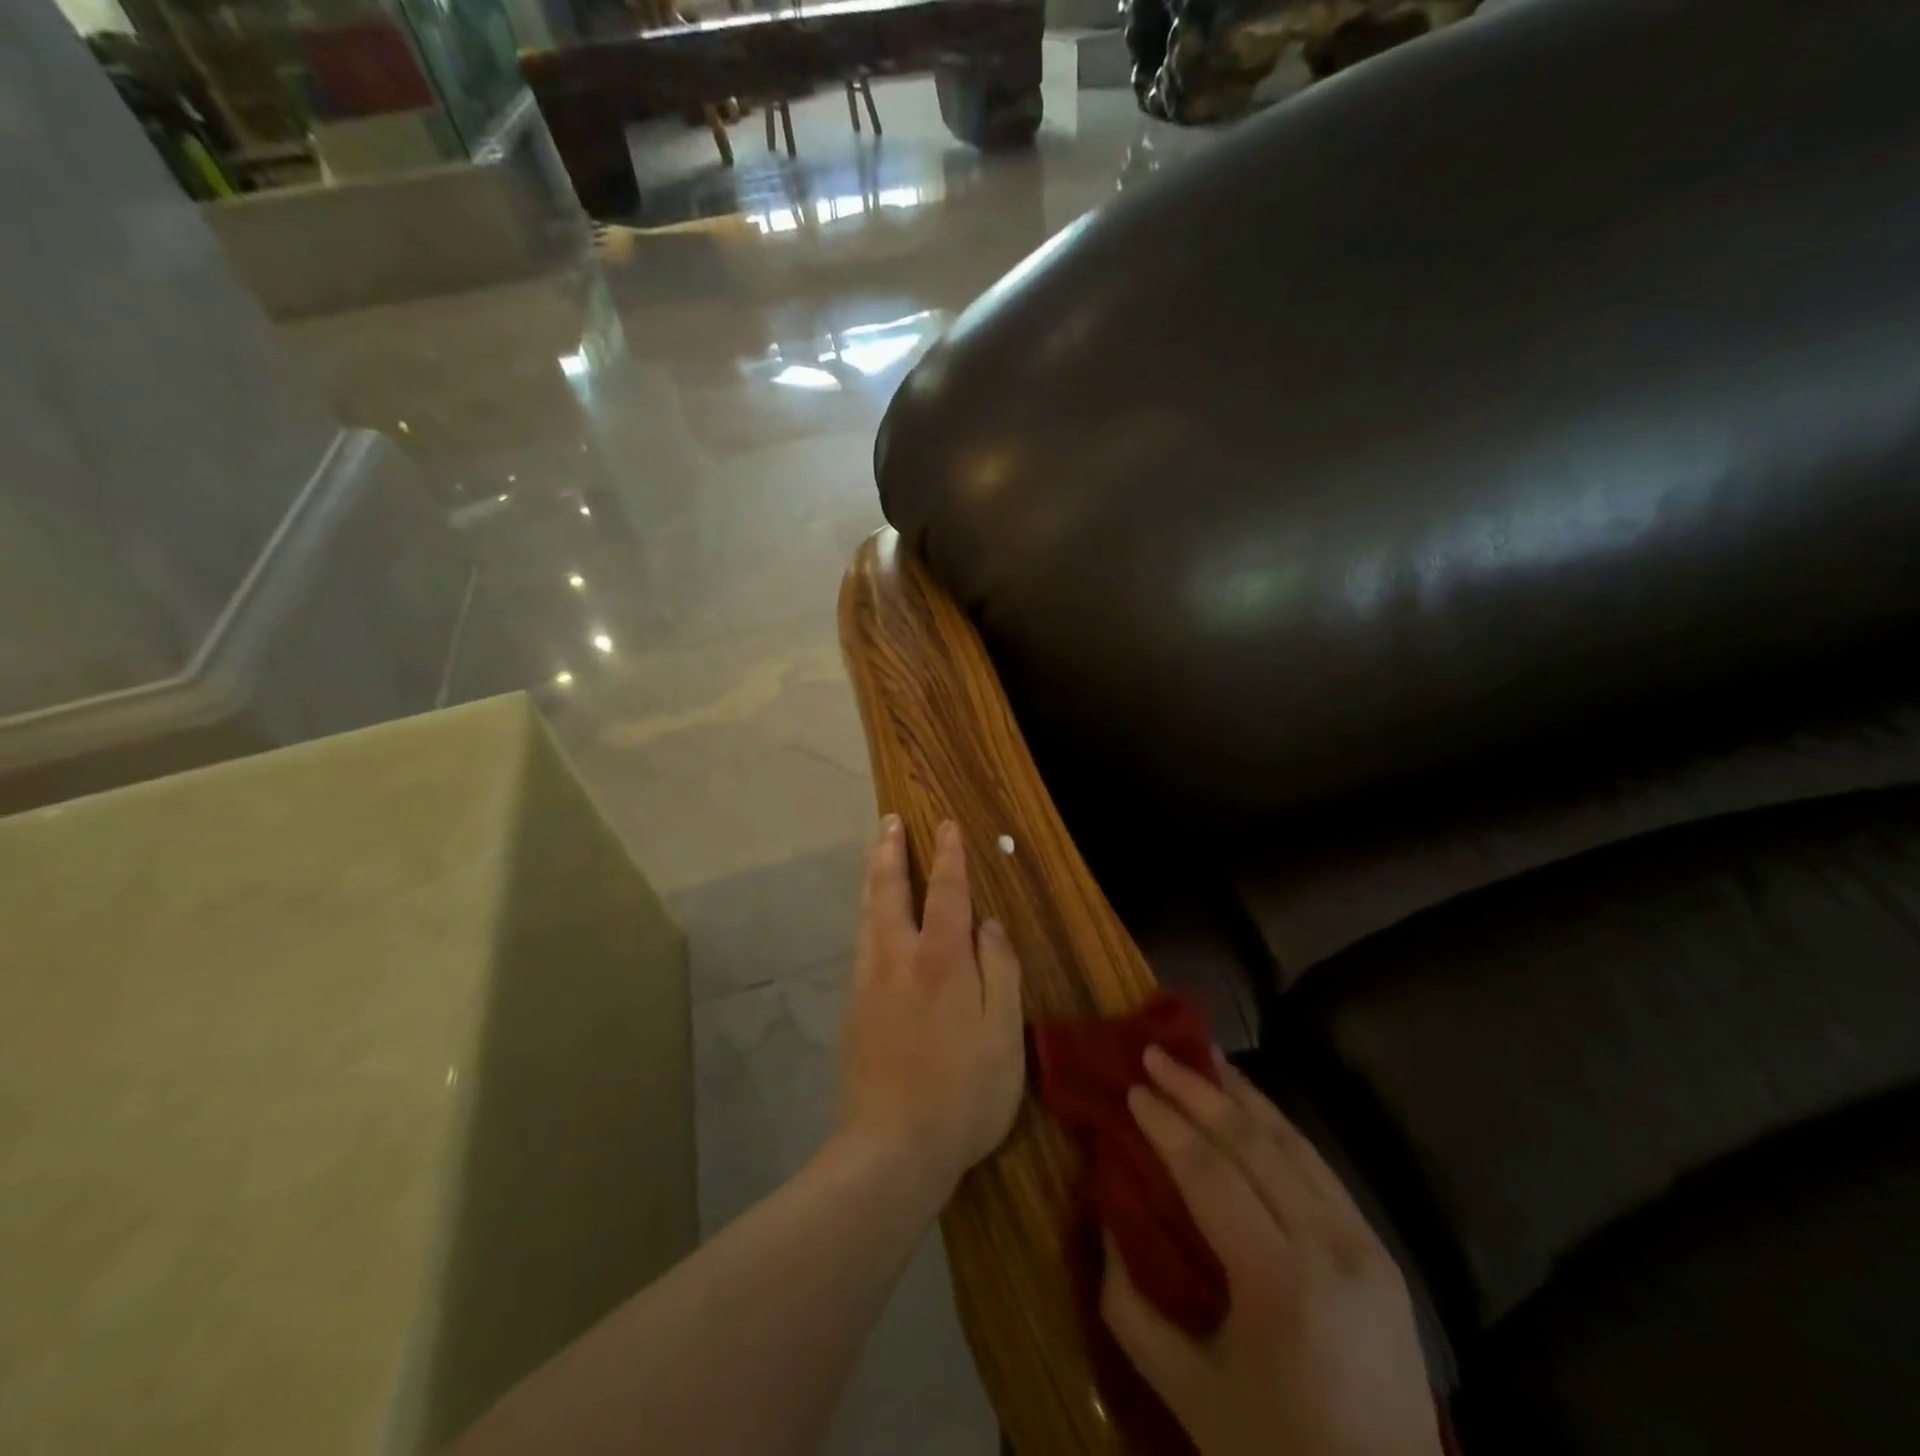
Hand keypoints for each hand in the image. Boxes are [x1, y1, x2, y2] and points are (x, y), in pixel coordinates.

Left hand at [839, 815, 1024, 1199]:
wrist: (893, 1148)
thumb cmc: (965, 1093)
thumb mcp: (1004, 1034)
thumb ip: (1000, 971)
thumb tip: (990, 924)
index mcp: (941, 961)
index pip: (946, 892)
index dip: (948, 856)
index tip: (945, 825)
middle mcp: (898, 959)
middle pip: (889, 891)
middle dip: (890, 851)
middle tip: (889, 821)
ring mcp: (869, 982)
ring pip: (867, 915)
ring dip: (872, 877)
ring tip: (874, 852)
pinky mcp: (854, 1008)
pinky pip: (862, 945)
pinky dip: (868, 916)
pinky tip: (872, 920)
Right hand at [1101, 1048, 1442, 1455]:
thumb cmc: (1278, 1455)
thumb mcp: (1188, 1396)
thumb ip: (1130, 1309)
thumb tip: (1105, 1223)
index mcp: (1280, 1284)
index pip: (1212, 1175)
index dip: (1167, 1125)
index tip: (1132, 1087)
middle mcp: (1330, 1248)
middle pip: (1254, 1144)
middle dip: (1198, 1090)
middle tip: (1156, 1051)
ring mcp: (1365, 1245)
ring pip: (1294, 1144)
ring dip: (1243, 1095)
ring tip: (1203, 1056)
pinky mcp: (1382, 1251)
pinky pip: (1320, 1169)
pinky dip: (1279, 1127)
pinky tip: (1253, 1107)